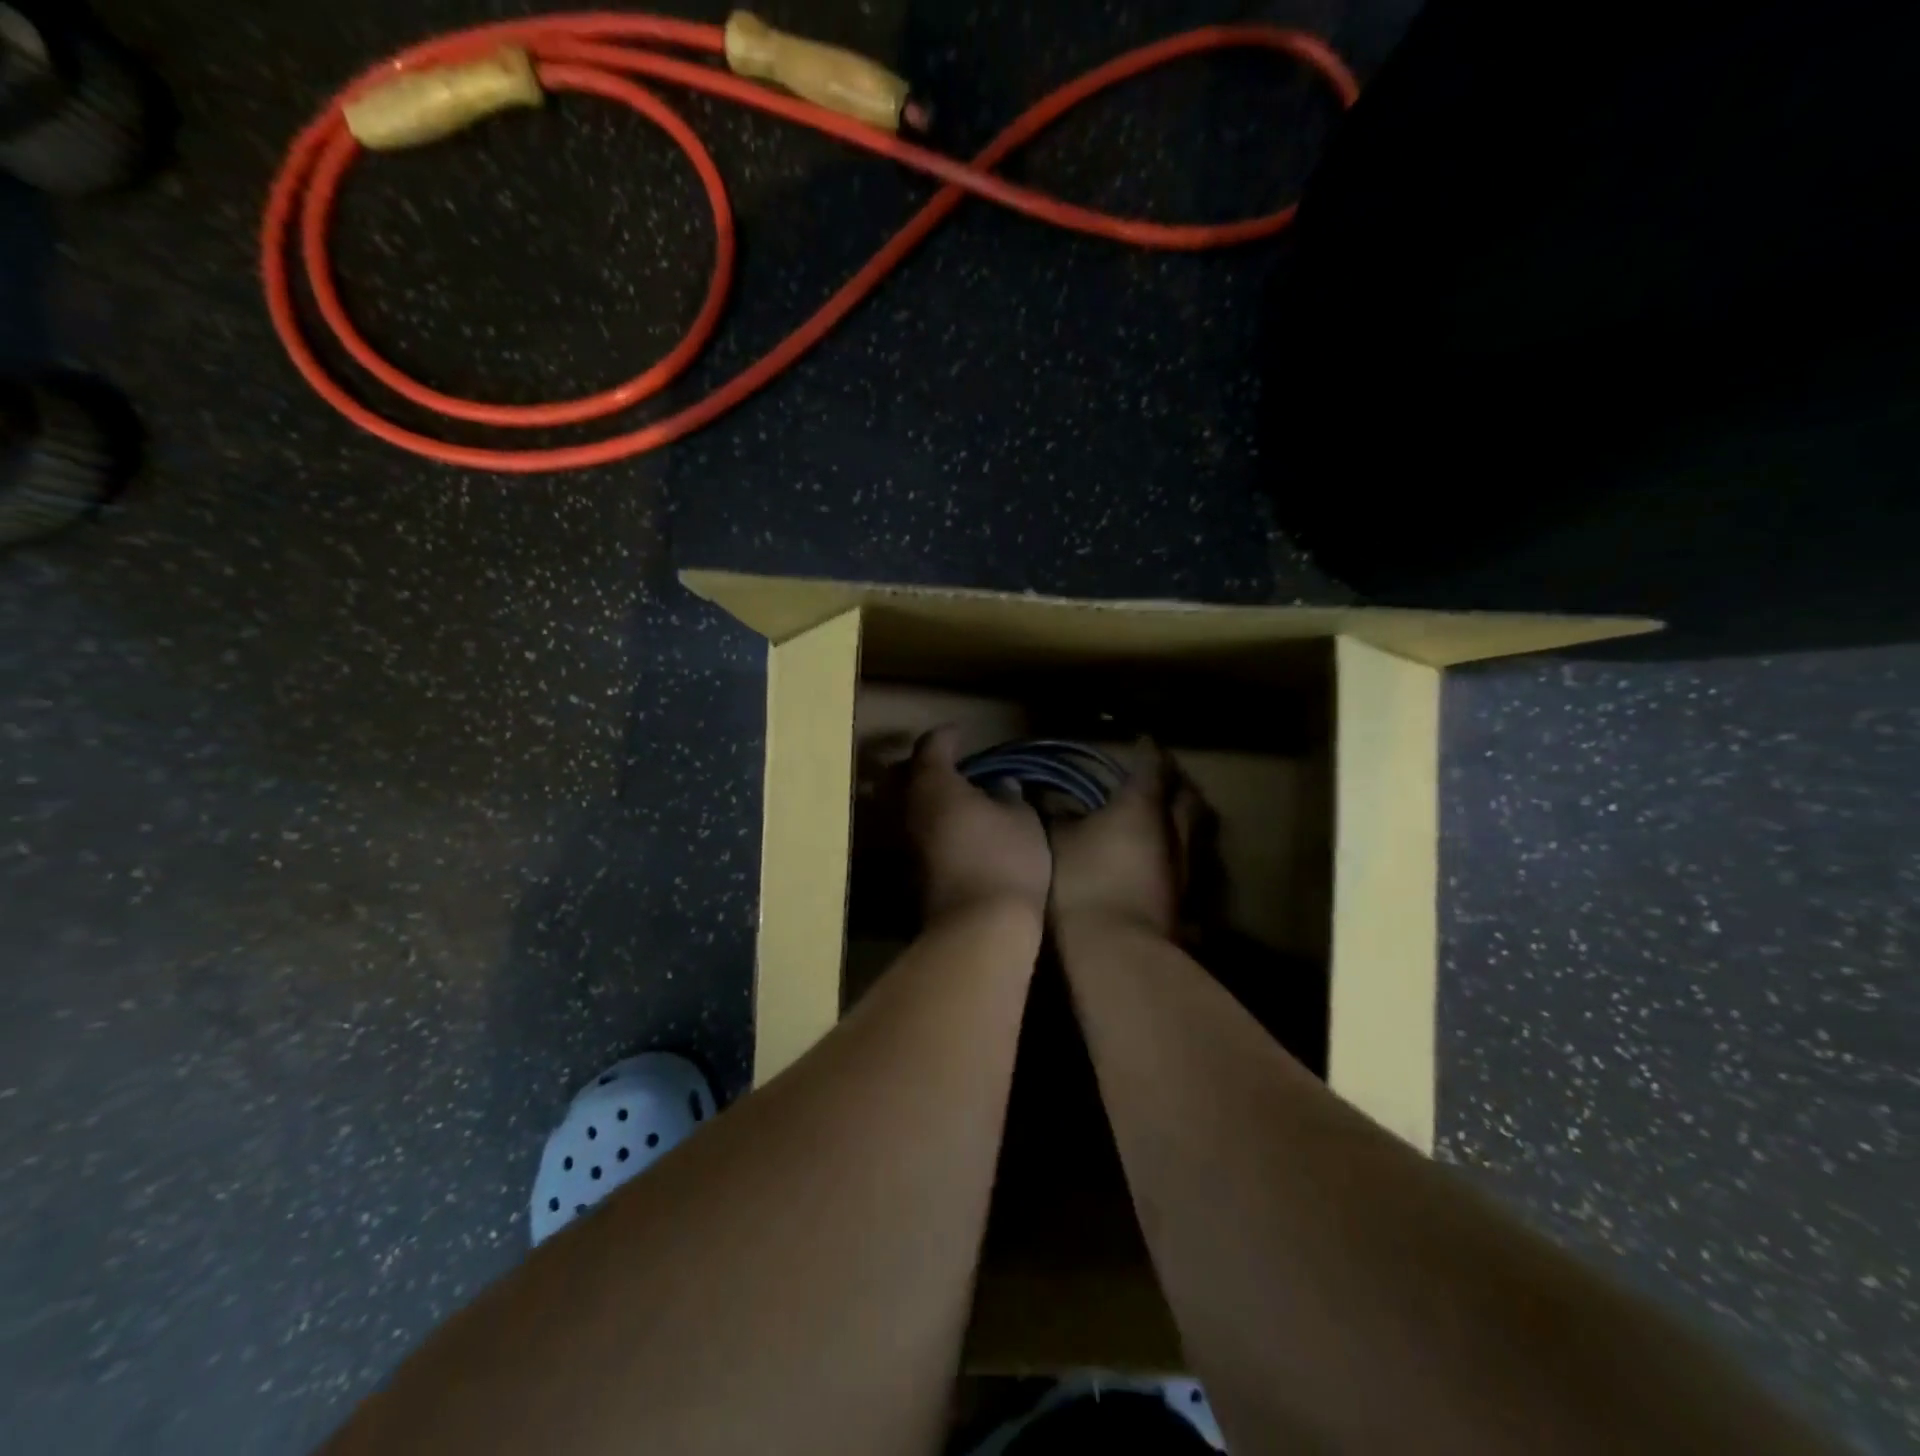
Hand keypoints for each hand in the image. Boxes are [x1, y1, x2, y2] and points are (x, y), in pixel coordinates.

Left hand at [906, 727, 1051, 922]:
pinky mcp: (907, 872)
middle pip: (900, 775)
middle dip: (919, 765)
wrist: (978, 929)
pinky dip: (926, 825)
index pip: (931, 746)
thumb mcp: (1022, 819)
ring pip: (902, 807)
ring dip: (922, 798)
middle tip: (947, 765)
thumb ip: (1010, 795)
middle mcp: (908, 808)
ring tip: (952, 800)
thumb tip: (1002, 786)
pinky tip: (950, 832)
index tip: (961, 734)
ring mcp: (902, 843)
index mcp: (934, 784)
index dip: (946, 736)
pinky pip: (912, 835)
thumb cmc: (1004, 860)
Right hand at [1048, 744, 1197, 938]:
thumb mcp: (1055, 844)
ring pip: (1197, 834)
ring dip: (1186, 821)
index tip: (1143, 740)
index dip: (1148, 752)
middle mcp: (1174, 833)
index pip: (1152, 767)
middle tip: (1164, 778)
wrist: (1117, 956)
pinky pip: (1193, 869)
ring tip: (1170, 819)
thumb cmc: (1081, 886)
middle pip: (1188, 798)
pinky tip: (1167, 867)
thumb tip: (1044, 795)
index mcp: (1140, 809)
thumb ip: (1054, 816)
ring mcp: (1188, 871)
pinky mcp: (1189, 905)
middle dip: (1178, 784)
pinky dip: (1182, 860)